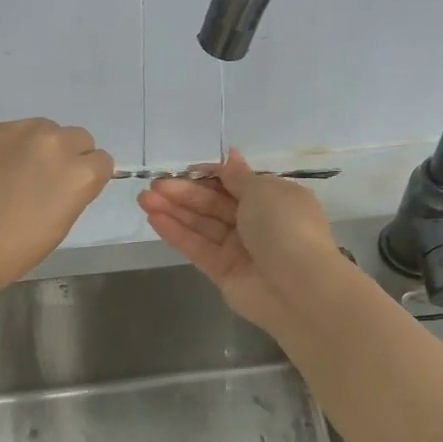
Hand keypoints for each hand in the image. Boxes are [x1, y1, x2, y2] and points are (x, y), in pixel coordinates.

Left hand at [0, 119, 114, 291]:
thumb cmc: (13, 250)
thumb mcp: (60, 224)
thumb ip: (73, 191)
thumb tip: (66, 179)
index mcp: (79, 172)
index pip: (101, 160)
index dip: (88, 175)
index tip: (71, 189)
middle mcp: (54, 142)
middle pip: (76, 136)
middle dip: (67, 154)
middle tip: (44, 179)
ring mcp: (18, 130)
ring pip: (42, 128)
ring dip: (36, 146)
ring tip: (13, 172)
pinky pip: (7, 131)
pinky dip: (4, 147)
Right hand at [138, 149, 347, 331]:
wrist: (299, 287)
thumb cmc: (285, 226)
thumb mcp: (263, 190)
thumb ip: (238, 176)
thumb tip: (231, 154)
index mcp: (273, 198)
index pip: (235, 182)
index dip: (209, 175)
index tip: (184, 169)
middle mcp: (257, 222)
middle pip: (214, 203)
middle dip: (184, 192)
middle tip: (154, 184)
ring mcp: (239, 248)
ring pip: (202, 224)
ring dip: (174, 210)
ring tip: (143, 198)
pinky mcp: (223, 272)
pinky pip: (197, 247)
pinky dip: (176, 233)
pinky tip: (153, 218)